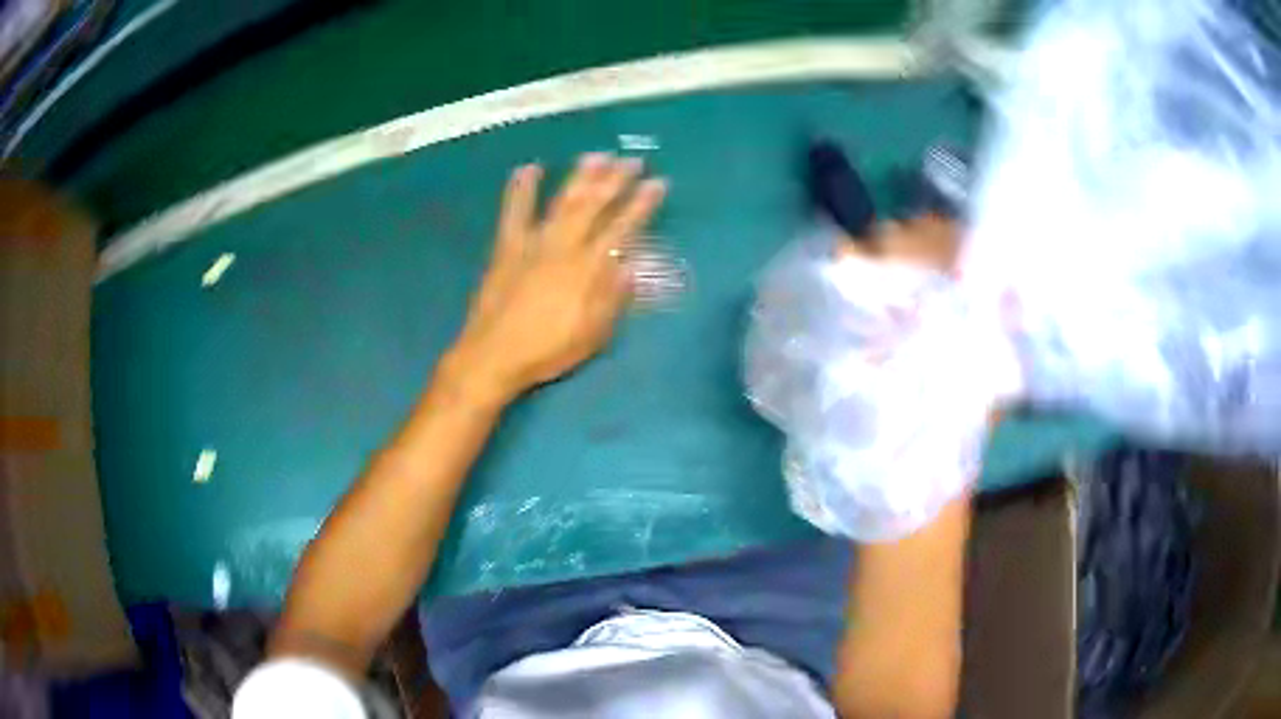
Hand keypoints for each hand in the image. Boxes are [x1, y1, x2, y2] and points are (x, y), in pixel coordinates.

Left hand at [449, 154, 666, 400]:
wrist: (494, 354)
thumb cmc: (547, 350)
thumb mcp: (592, 333)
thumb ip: (613, 297)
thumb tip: (633, 266)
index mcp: (589, 268)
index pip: (623, 228)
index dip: (642, 204)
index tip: (658, 183)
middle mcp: (564, 246)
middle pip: (594, 205)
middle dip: (615, 180)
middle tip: (632, 159)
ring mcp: (533, 242)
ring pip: (561, 201)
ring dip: (579, 176)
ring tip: (596, 155)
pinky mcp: (507, 246)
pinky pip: (514, 211)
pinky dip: (521, 189)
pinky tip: (528, 168)